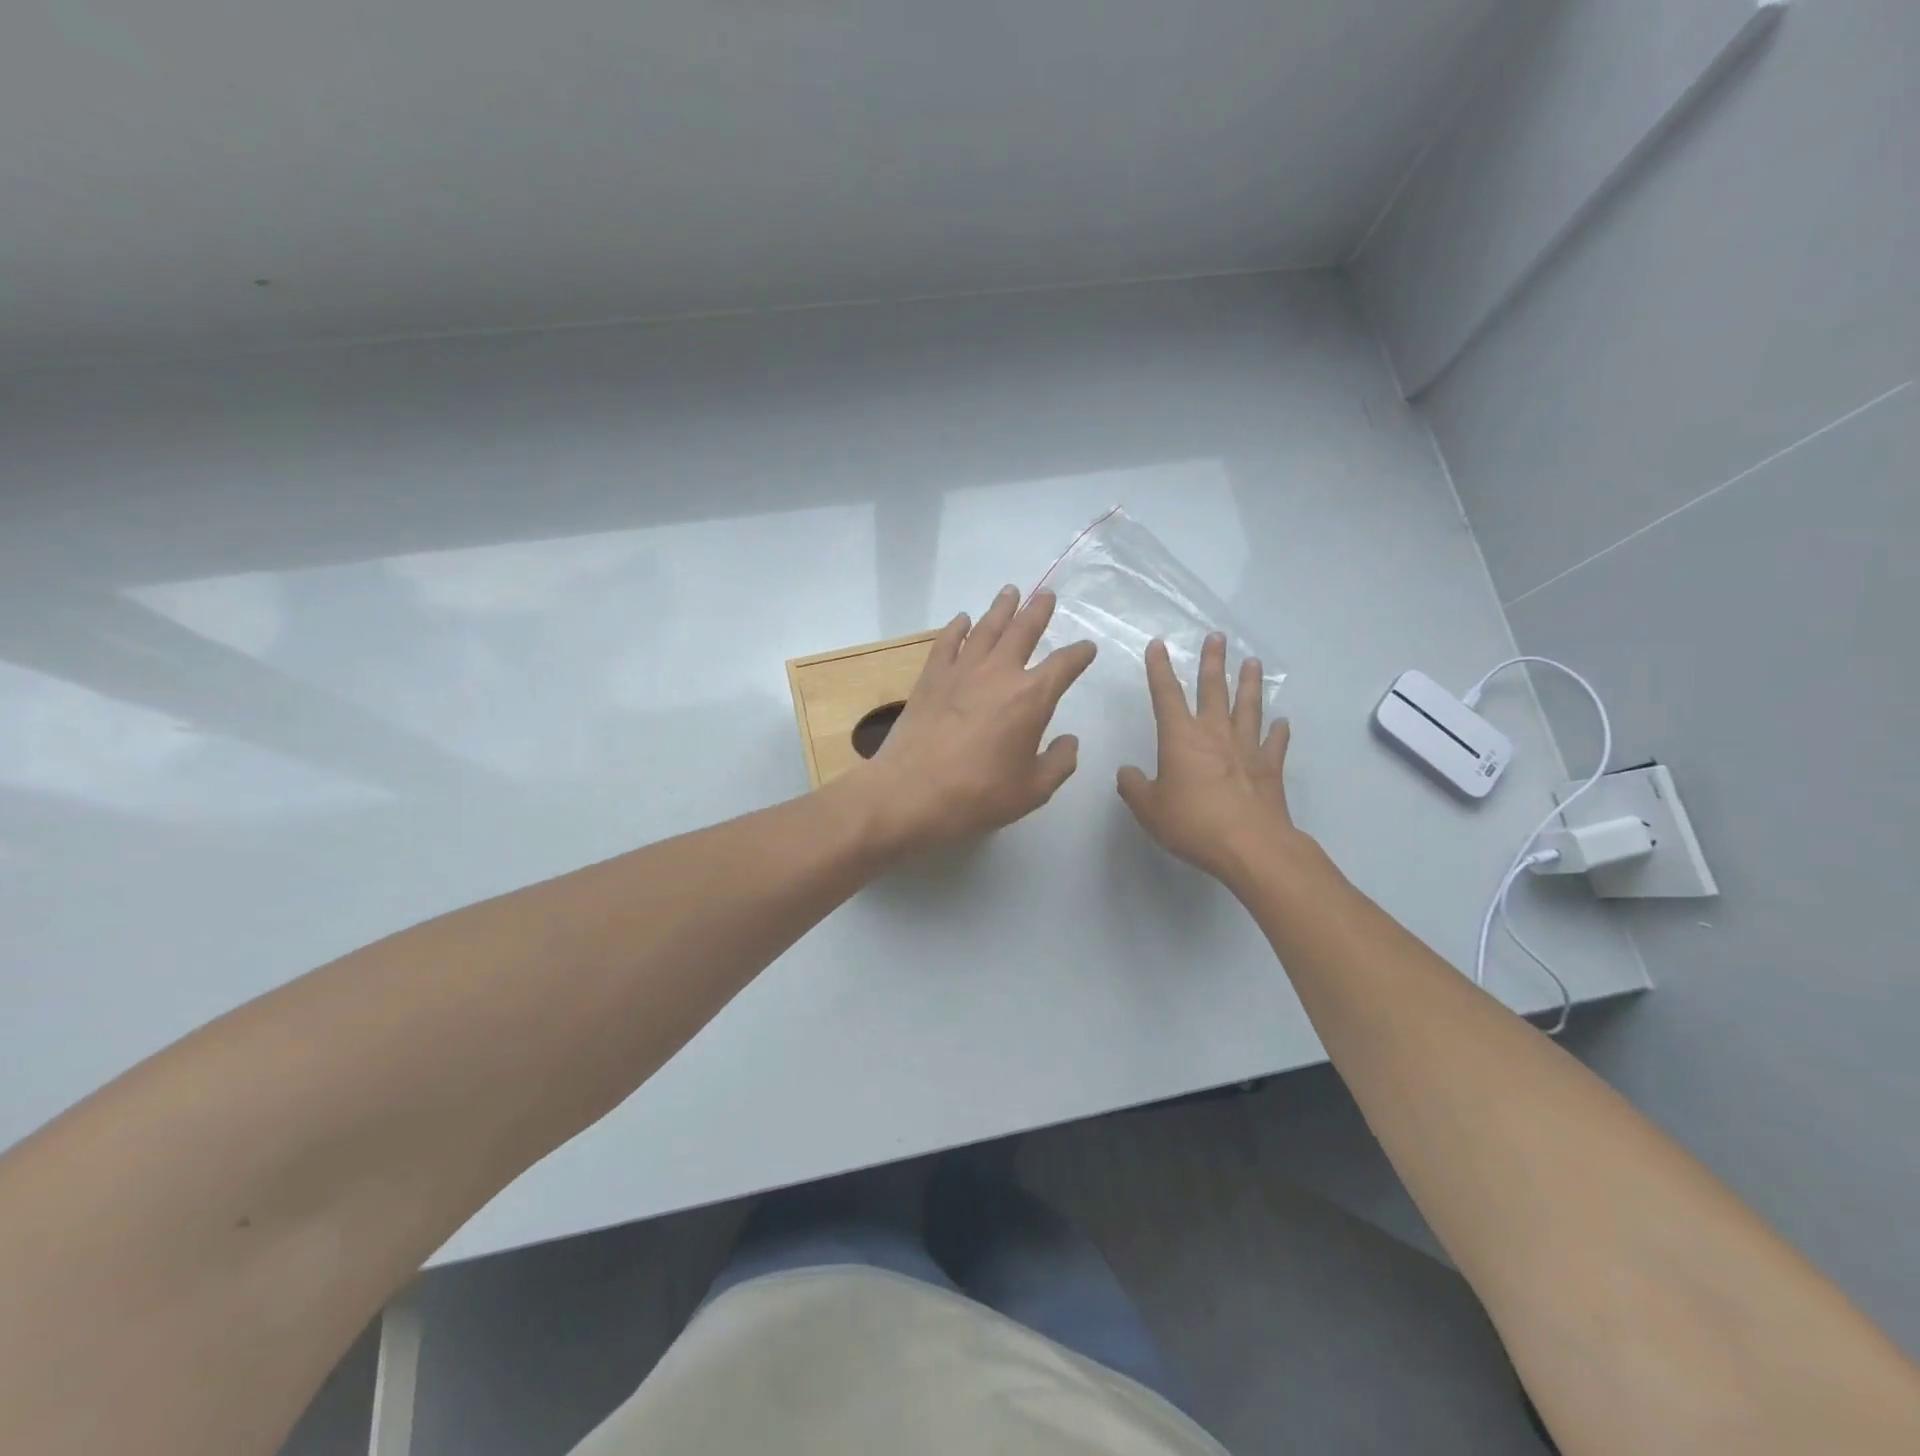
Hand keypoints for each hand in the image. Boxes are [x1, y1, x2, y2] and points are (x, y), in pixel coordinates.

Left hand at [854, 586, 1095, 855]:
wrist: (911, 792)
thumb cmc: (979, 795)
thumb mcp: (1033, 790)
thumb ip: (1059, 763)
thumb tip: (1069, 741)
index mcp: (1032, 697)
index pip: (1064, 665)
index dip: (1079, 654)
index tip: (1087, 648)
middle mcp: (999, 672)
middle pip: (1024, 630)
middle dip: (1039, 611)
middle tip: (1047, 595)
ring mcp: (962, 670)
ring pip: (986, 628)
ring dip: (1001, 608)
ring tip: (1010, 591)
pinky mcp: (931, 677)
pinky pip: (947, 642)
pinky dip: (956, 627)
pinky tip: (962, 619)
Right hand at [1116, 634, 1301, 885]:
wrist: (1250, 845)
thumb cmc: (1192, 823)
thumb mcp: (1149, 809)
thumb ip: (1134, 787)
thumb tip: (1126, 773)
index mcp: (1180, 738)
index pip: (1166, 694)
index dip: (1160, 668)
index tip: (1158, 645)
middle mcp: (1214, 733)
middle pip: (1213, 689)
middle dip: (1213, 662)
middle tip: (1217, 637)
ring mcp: (1246, 748)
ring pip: (1248, 707)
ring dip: (1249, 683)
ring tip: (1252, 662)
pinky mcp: (1270, 768)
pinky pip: (1275, 743)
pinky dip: (1279, 731)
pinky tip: (1282, 722)